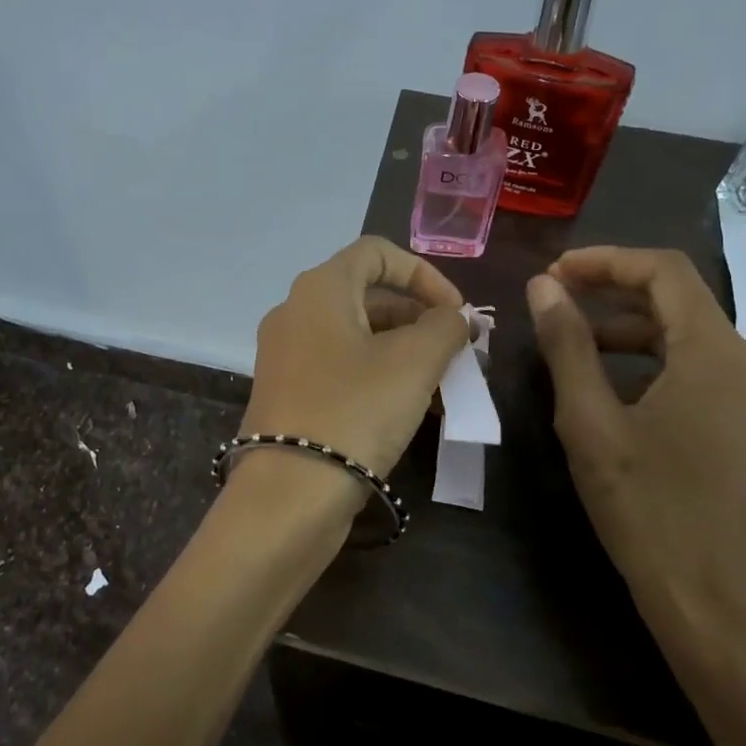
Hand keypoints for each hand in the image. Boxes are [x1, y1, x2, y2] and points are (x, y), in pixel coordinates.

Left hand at [242, 235, 470, 477]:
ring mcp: (287, 355)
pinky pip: (341, 368)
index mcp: (320, 289)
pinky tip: (413, 408)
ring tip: (445, 385)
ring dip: (405, 351)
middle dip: (420, 318)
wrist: (289, 493)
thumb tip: (457, 317)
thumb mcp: (414, 362)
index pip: (376, 252)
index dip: (423, 273)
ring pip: (357, 336)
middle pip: (368, 296)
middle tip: (458, 351)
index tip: (455, 311)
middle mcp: (296, 312)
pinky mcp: (288, 393)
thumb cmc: (355, 410)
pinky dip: (379, 376)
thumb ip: (445, 327)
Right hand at [526, 247, 745, 644]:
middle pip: (680, 301)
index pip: (665, 272)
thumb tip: (543, 287)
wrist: (720, 609)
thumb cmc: (648, 511)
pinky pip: (704, 372)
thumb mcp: (591, 424)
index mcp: (718, 355)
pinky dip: (656, 363)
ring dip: (631, 330)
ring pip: (691, 337)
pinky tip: (616, 389)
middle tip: (554, 303)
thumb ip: (567, 346)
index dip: (605, 261)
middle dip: (613, 293)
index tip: (553, 274)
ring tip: (574, 346)